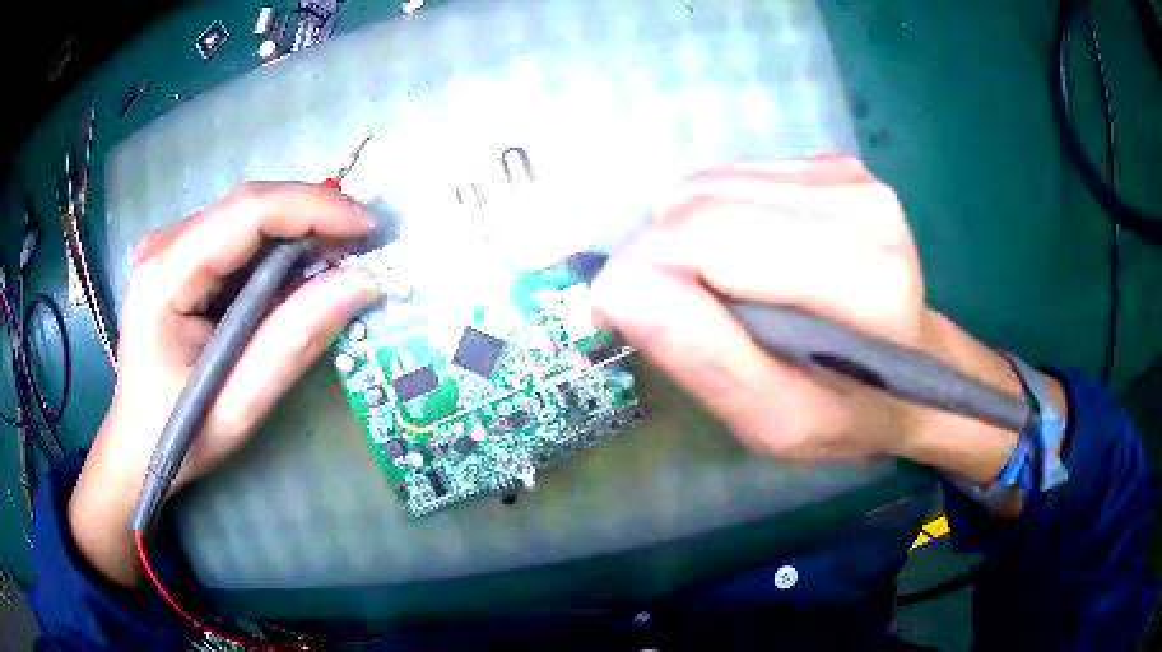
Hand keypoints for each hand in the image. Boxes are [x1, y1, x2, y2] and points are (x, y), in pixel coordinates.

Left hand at [69, 184, 379, 587]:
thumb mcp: (238, 406)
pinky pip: (238, 238)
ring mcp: (169, 246)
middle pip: (250, 206)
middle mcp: (164, 245)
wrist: (135, 447)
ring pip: (248, 218)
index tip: (367, 229)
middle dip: (311, 220)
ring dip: (296, 238)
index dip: (313, 209)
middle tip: (359, 253)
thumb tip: (361, 282)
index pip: (247, 212)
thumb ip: (293, 343)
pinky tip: (291, 284)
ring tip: (332, 272)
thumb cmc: (176, 437)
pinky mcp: (180, 257)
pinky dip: (275, 254)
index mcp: (164, 276)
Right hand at [591, 158, 1051, 480]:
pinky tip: (750, 259)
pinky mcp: (831, 163)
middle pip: (700, 202)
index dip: (645, 275)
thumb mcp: (775, 419)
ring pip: (706, 185)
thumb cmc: (850, 409)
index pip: (706, 237)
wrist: (914, 365)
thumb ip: (702, 356)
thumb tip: (615, 287)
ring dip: (689, 240)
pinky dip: (716, 219)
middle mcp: (860, 201)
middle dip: (661, 258)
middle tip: (679, 316)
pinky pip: (730, 178)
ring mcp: (848, 172)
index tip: (629, 320)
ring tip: (727, 292)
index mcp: (861, 274)